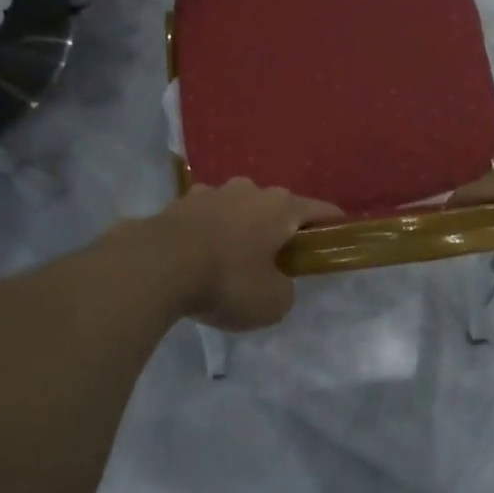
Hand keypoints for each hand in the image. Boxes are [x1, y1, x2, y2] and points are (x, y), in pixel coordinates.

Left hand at [151, 179, 340, 330]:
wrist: (156, 266)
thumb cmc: (227, 281)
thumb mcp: (273, 302)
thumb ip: (285, 289)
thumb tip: (276, 281)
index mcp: (281, 207)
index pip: (320, 210)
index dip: (332, 225)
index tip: (337, 238)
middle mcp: (250, 190)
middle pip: (276, 207)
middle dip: (279, 229)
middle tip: (277, 260)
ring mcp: (211, 192)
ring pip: (238, 208)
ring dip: (240, 228)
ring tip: (232, 259)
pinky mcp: (179, 203)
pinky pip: (205, 218)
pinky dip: (208, 233)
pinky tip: (198, 257)